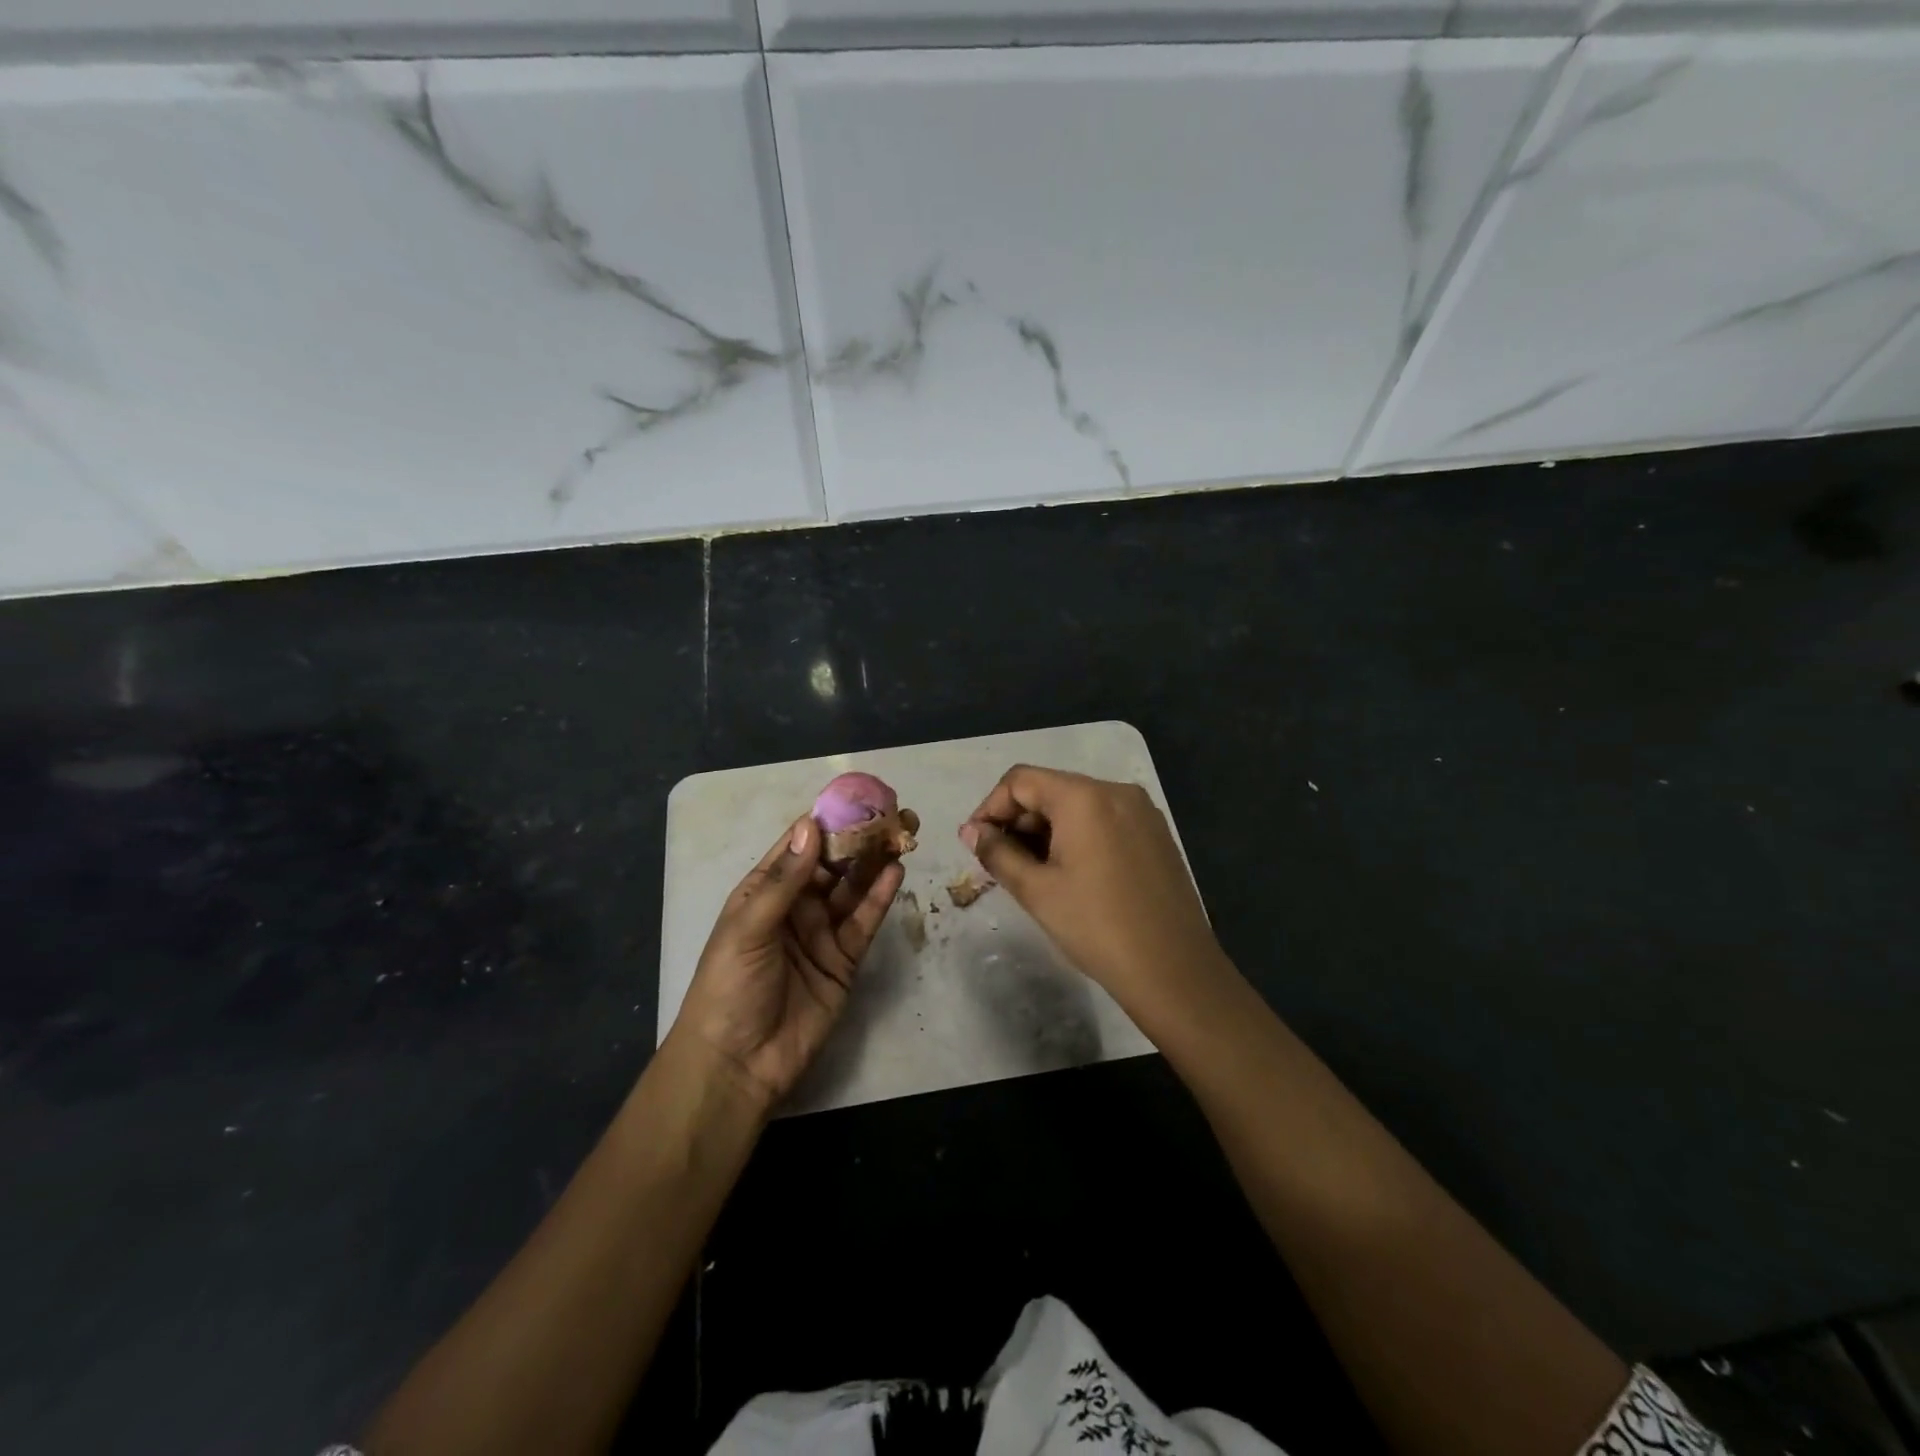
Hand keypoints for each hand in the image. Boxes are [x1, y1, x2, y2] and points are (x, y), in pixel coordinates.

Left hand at [672, 816, 902, 1111]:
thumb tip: (810, 826)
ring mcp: (821, 932)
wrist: (738, 1063)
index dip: (824, 822)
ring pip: (852, 889)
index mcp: (763, 892)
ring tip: (901, 835)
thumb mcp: (749, 927)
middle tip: (890, 813)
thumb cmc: (729, 987)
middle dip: (858, 839)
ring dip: (874, 863)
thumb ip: (784, 880)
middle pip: (832, 864)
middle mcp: (795, 906)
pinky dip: (879, 898)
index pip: (798, 847)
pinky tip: (895, 873)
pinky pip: (864, 922)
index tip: (855, 797)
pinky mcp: (844, 960)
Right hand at [960, 765, 1227, 1014]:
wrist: (1174, 970)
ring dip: (1046, 829)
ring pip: (1077, 805)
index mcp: (1085, 797)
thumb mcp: (1036, 891)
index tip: (976, 844)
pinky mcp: (1155, 833)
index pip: (1021, 780)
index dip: (990, 808)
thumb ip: (998, 853)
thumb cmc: (1097, 927)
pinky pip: (1104, 820)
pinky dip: (1076, 835)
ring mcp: (1141, 811)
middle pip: (1050, 789)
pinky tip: (1069, 873)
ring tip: (1031, 871)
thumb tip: (971, 832)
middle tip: (1000, 862)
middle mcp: (1116, 791)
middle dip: (1018, 820)